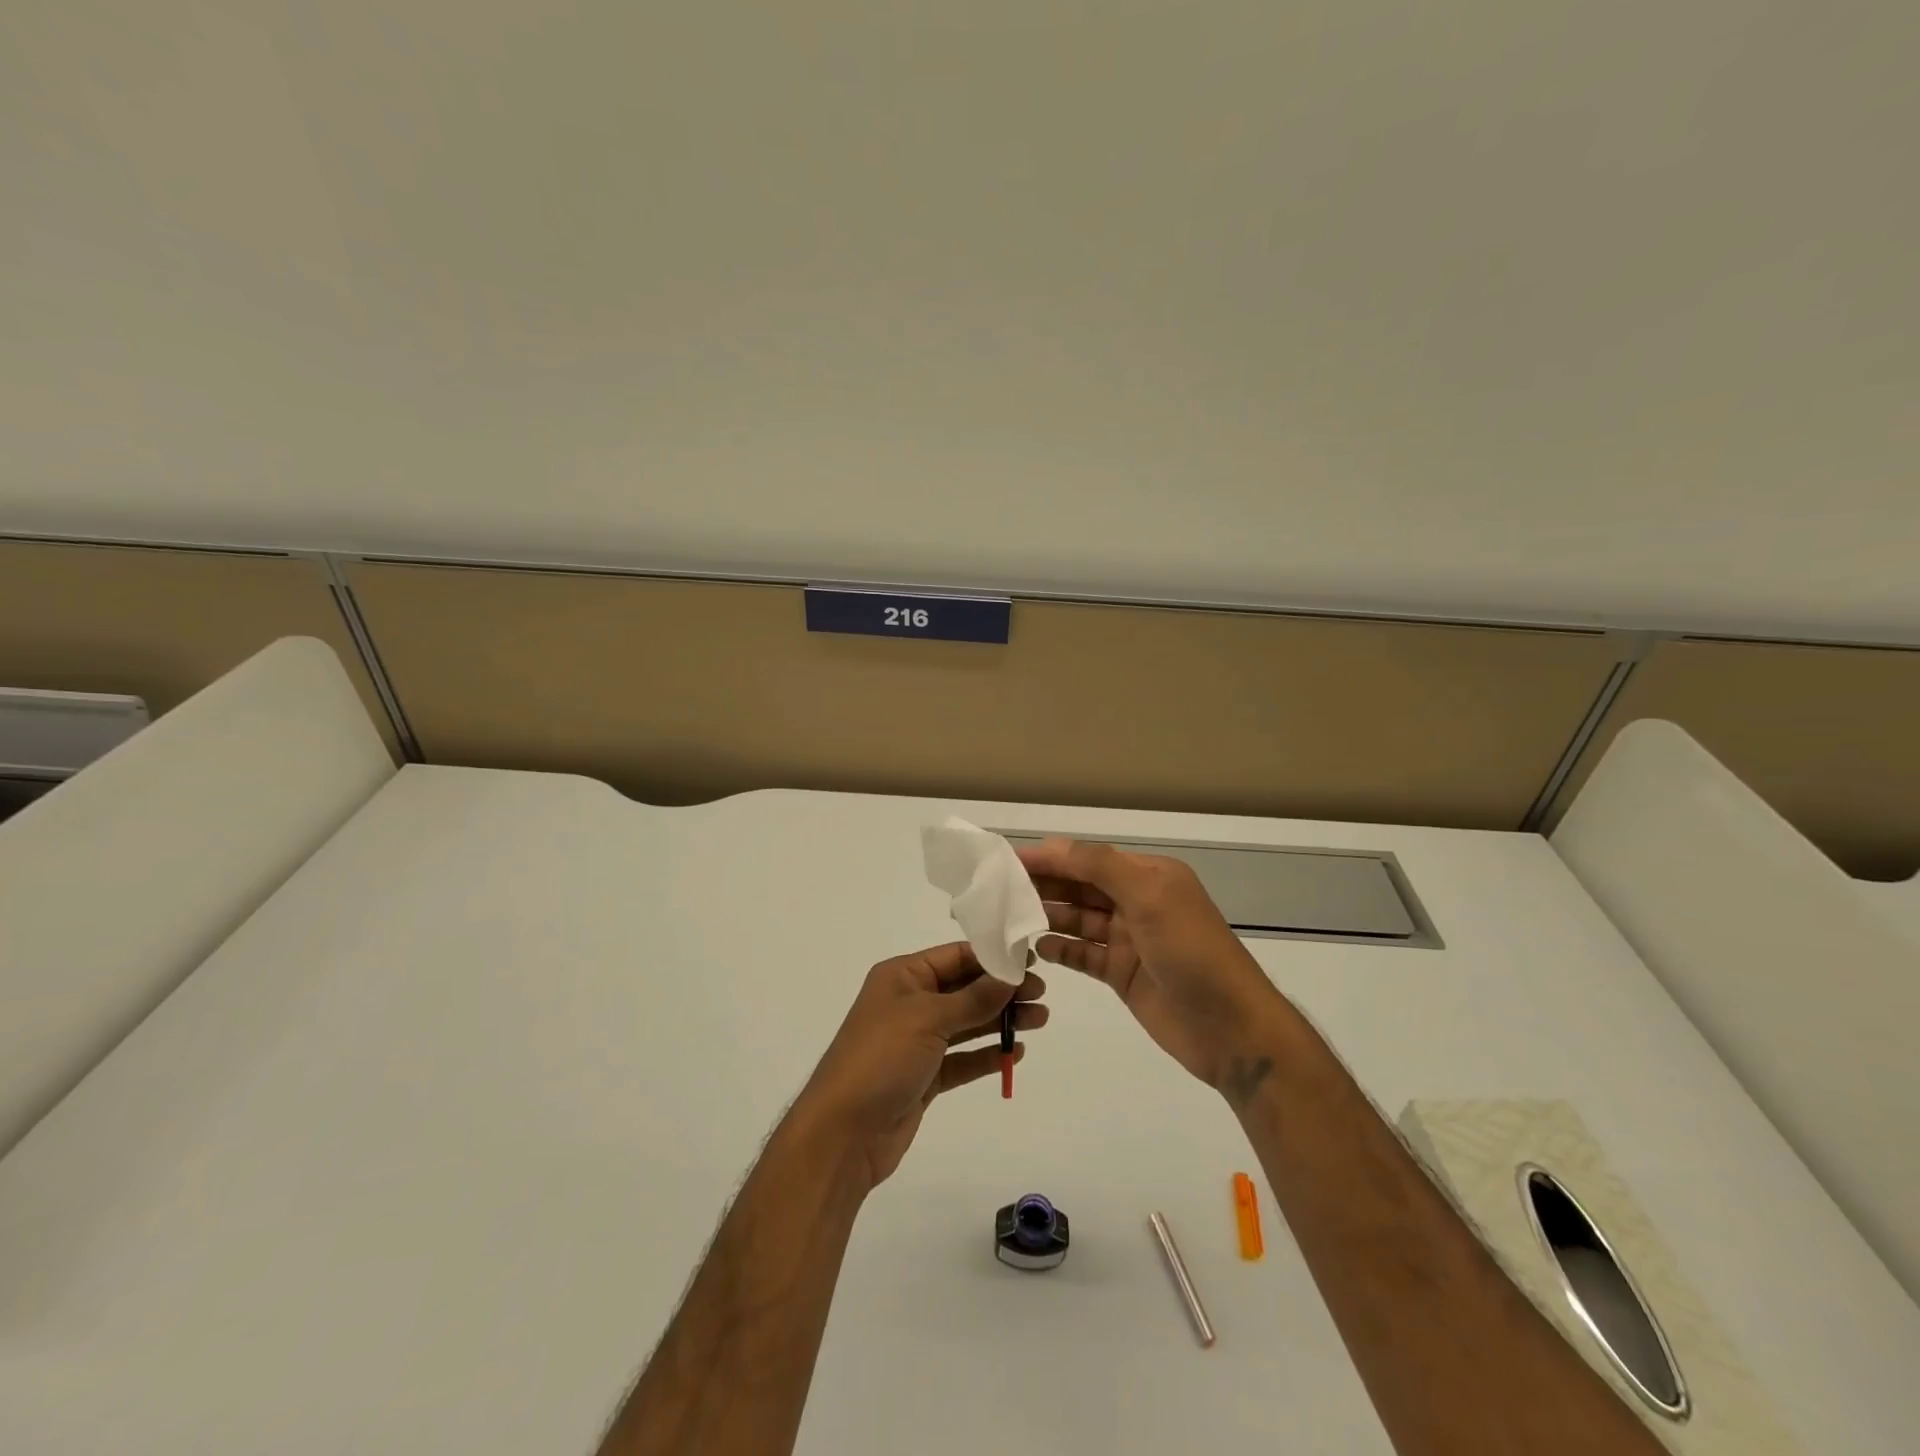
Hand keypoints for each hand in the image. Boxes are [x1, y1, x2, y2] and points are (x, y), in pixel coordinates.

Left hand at [794, 943, 1047, 1189]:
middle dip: (1002, 991)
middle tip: (1042, 995)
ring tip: (1040, 1021)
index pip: (954, 957)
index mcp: (902, 977)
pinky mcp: (924, 1076)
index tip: (1030, 962)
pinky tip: (1016, 1053)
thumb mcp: (928, 1019)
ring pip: (967, 1023)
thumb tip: (1010, 975)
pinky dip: (986, 1054)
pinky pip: (962, 1058)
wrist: (843, 1134)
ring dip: (1001, 1022)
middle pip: (964, 989)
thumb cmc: (881, 1059)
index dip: (992, 958)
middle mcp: (909, 1003)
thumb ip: (973, 998)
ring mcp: (917, 1041)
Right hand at [1018, 838, 1283, 1097]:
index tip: (1008, 859)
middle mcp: (1137, 902)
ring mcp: (1129, 939)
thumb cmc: (1192, 952)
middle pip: (1080, 887)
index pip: (1089, 858)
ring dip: (1046, 916)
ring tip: (1007, 917)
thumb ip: (1100, 867)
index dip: (1050, 857)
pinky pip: (1082, 954)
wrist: (1231, 1029)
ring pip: (1078, 920)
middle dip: (1043, 884)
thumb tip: (1052, 844)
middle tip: (997, 889)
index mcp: (1148, 876)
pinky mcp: (1122, 973)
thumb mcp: (1150, 898)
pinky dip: (1059, 949)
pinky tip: (1034, 948)